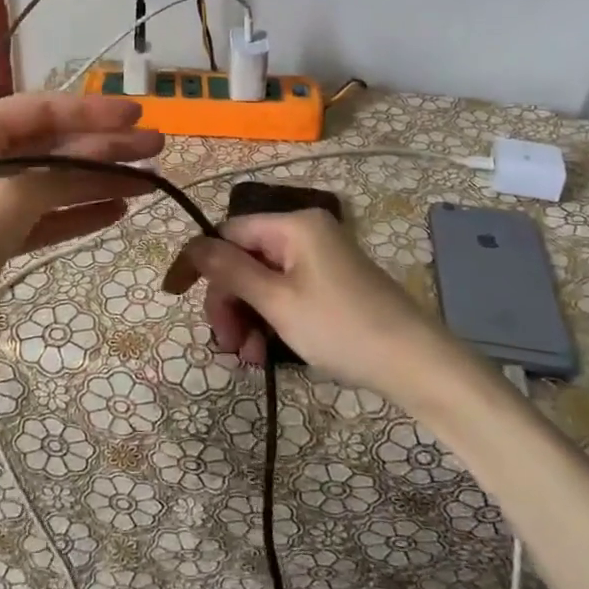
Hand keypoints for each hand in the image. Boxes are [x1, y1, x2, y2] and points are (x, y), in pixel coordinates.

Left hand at [0, 93, 161, 537]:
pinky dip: (73, 215)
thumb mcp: (9, 195)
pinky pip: (38, 218)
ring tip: (146, 184)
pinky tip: (112, 212)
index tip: (139, 118)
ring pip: (48, 183)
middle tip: (157, 151)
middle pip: (50, 146)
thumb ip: (64, 171)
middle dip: (103, 148)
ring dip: (95, 181)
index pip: (42, 109)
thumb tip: (111, 159)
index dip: (93, 112)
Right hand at [165, 210, 459, 402]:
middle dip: (229, 301)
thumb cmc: (341, 327)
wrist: (415, 363)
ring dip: (248, 318)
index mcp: (294, 225)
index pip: (228, 232)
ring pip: (263, 281)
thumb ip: (230, 271)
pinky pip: (286, 294)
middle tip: (226, 344)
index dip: (198, 262)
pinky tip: (266, 354)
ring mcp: (320, 260)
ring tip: (248, 358)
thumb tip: (193, 246)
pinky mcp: (331, 285)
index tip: (173, 295)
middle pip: (245, 259)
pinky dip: (271, 320)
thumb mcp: (278, 301)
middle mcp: (306, 234)